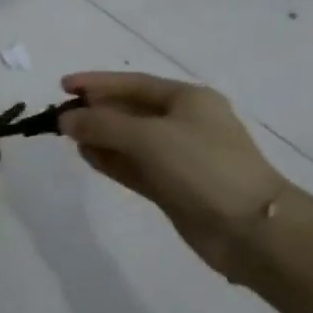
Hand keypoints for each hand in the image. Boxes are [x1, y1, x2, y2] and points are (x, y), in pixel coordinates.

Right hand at [59, 72, 289, 281]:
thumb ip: (102, 124)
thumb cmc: (201, 167)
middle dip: (96, 111)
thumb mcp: (147, 137)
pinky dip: (112, 160)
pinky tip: (88, 157)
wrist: (251, 229)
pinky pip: (134, 166)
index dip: (96, 83)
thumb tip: (65, 119)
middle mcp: (184, 123)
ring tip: (69, 138)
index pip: (132, 84)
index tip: (62, 86)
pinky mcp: (173, 187)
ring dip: (101, 136)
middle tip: (61, 116)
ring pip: (130, 140)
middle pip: (130, 110)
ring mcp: (179, 157)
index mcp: (187, 99)